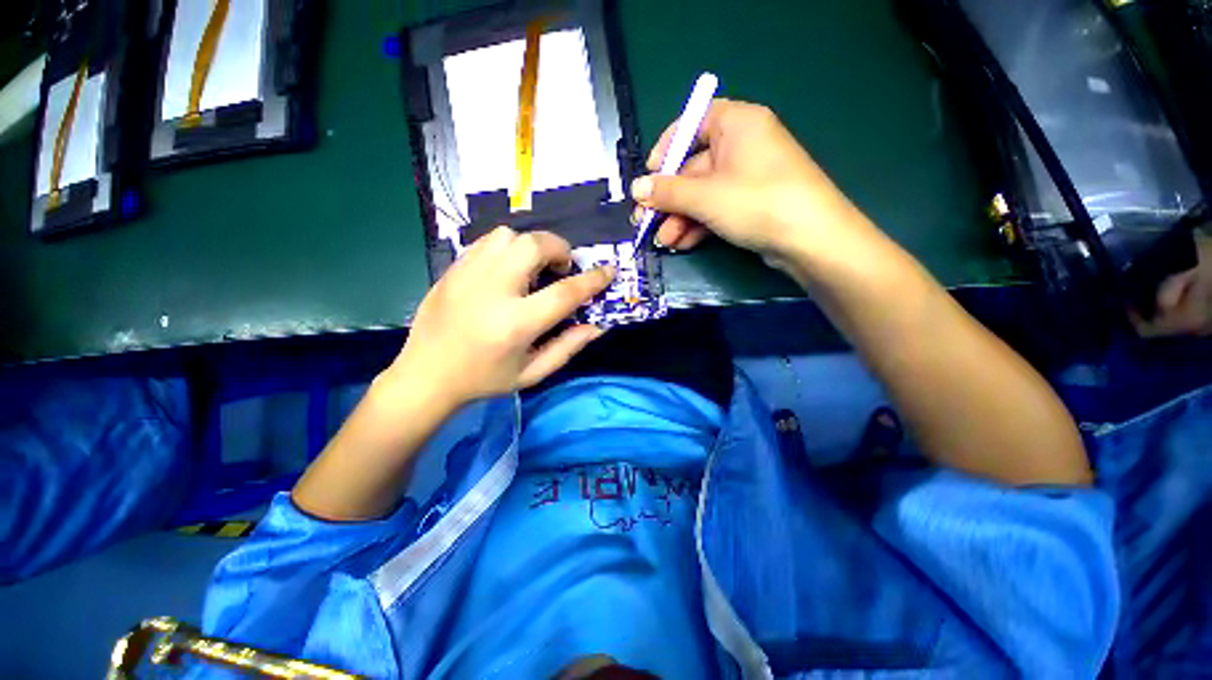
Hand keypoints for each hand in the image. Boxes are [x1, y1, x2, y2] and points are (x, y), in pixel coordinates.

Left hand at [386, 227, 614, 409]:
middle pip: (533, 246)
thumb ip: (568, 347)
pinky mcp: (452, 269)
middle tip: (561, 269)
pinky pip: (487, 241)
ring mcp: (467, 275)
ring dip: (531, 246)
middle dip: (559, 249)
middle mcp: (492, 291)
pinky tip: (508, 269)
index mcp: (516, 324)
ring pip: (508, 236)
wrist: (425, 376)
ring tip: (533, 269)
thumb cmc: (484, 380)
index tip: (608, 271)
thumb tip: (598, 325)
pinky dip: (508, 247)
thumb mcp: (532, 373)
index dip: (593, 280)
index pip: (564, 293)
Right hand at [631, 99, 860, 264]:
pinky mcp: (751, 204)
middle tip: (646, 222)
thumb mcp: (705, 196)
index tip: (650, 174)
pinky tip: (682, 243)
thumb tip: (636, 188)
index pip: (694, 123)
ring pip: (703, 194)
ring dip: (680, 218)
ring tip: (663, 241)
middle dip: (669, 200)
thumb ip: (668, 192)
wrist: (810, 240)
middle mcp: (743, 145)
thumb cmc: (756, 202)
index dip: (668, 147)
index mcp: (737, 124)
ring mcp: (748, 178)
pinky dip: (698, 225)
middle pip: (694, 168)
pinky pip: (716, 209)